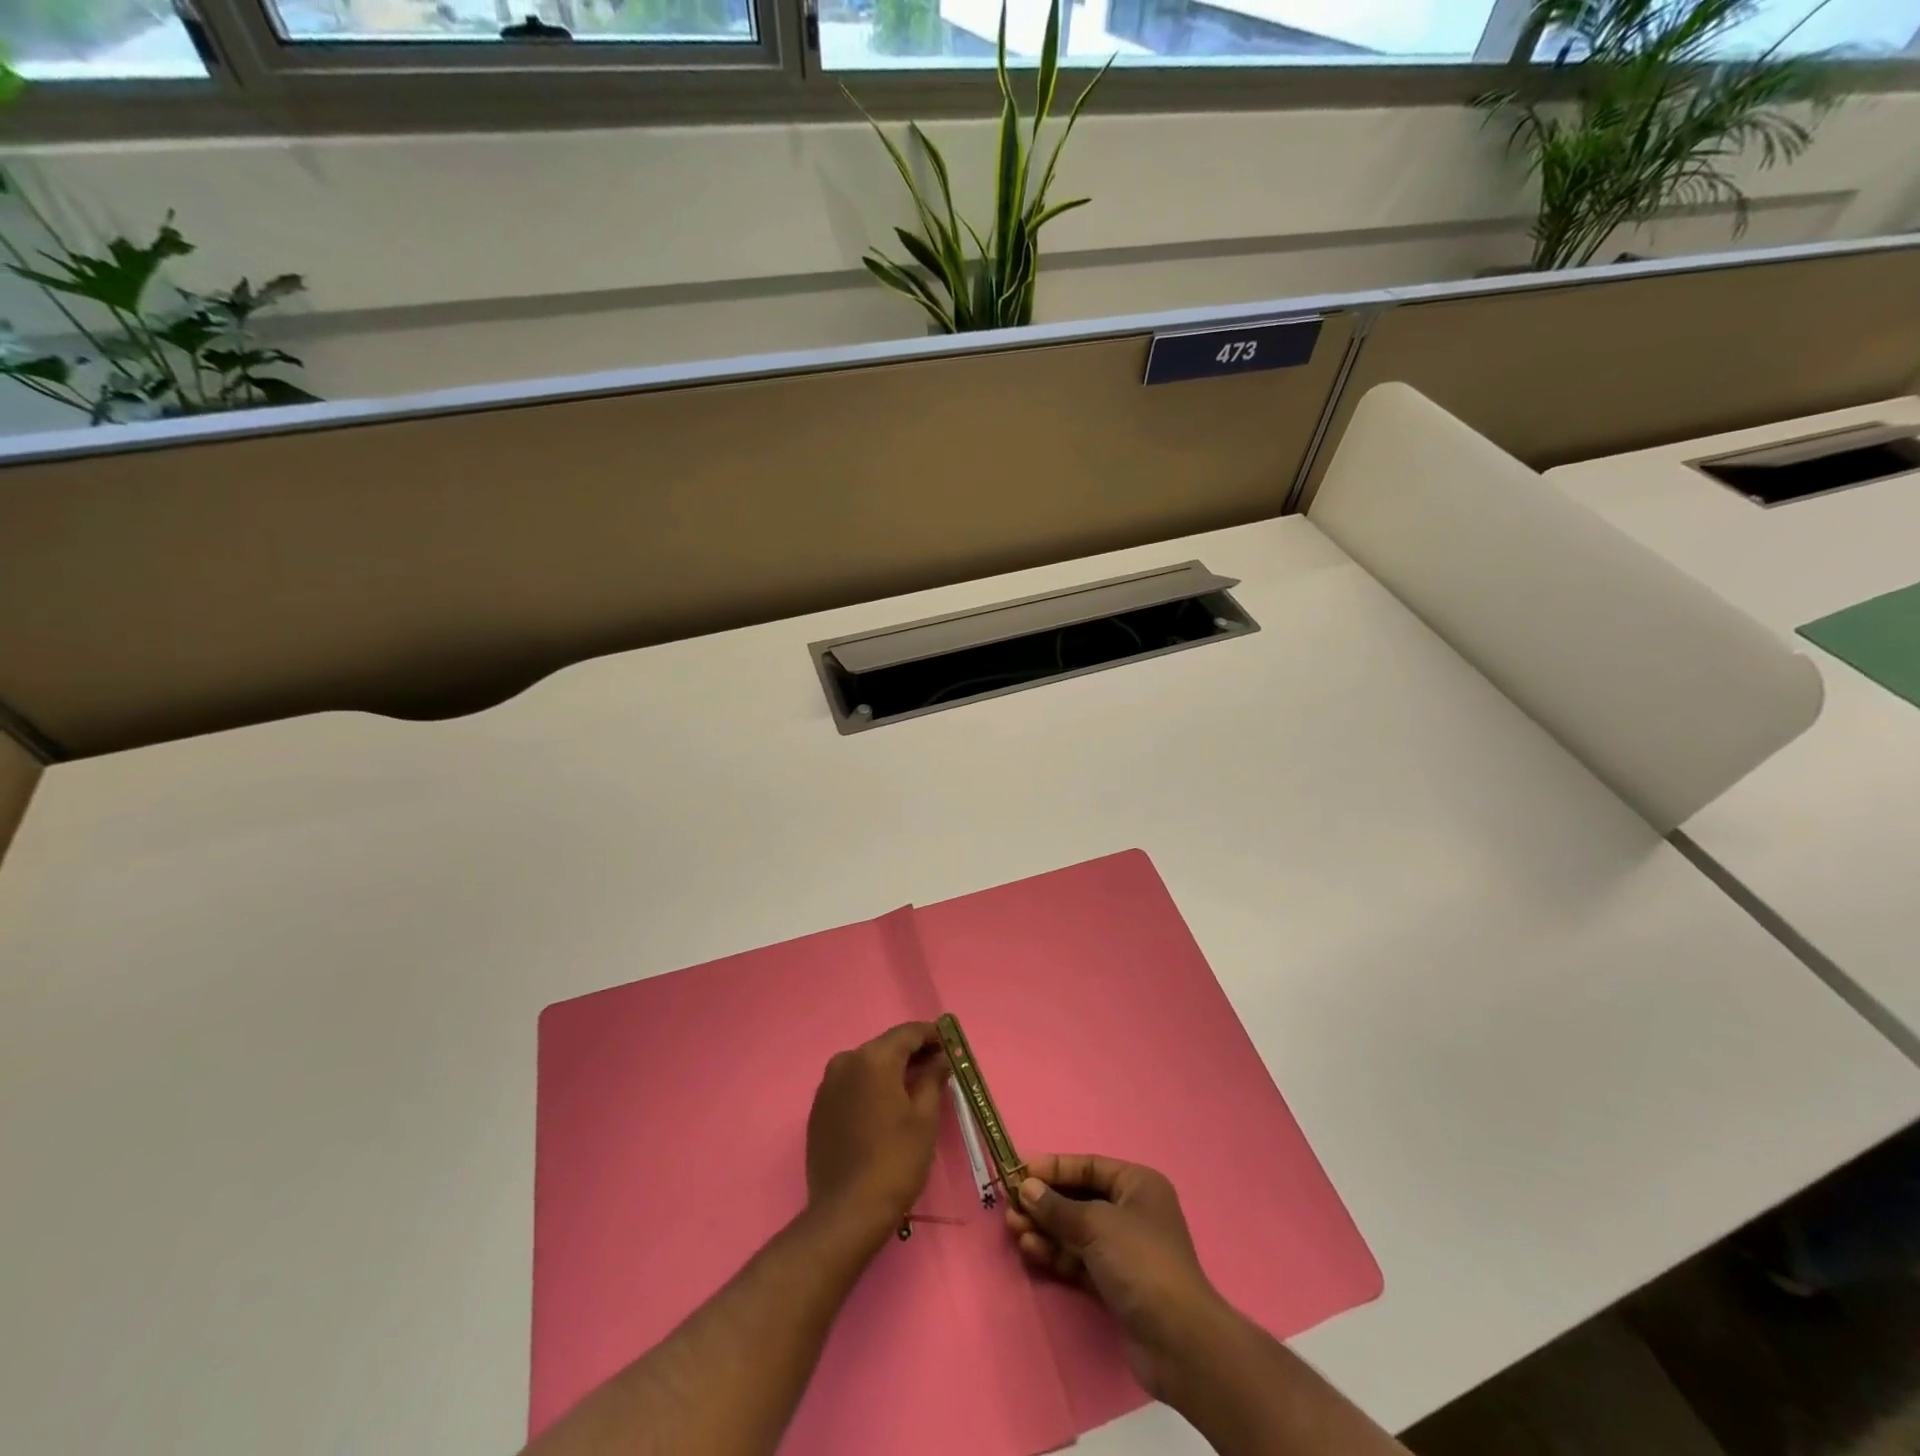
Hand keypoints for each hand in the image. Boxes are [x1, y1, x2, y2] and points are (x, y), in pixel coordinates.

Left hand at [804, 1022, 946, 1247]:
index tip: (949, 1045)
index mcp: (873, 1058)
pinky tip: (884, 1107)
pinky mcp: (818, 1109)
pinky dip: (869, 1088)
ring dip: (890, 1070)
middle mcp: (846, 1062)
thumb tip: (939, 1059)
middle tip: (936, 1066)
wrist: (846, 1213)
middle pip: (885, 1046)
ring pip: (866, 1065)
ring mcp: (827, 1085)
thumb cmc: (895, 1161)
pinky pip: (850, 1085)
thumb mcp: (924, 1118)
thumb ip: (932, 1078)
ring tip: (913, 1087)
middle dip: (911, 1053)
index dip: (931, 1035)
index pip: (908, 1033)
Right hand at [1007, 1153, 1230, 1400]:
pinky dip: (1056, 1253)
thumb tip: (1026, 1188)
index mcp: (1138, 1185)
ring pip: (1076, 1230)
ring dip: (1046, 1228)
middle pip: (1080, 1199)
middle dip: (1045, 1201)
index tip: (1020, 1171)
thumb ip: (1057, 1207)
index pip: (1089, 1166)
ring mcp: (1124, 1250)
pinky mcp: (1115, 1283)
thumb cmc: (1140, 1262)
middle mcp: (1133, 1212)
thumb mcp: (1096, 1225)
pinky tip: (1030, 1248)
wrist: (1178, 1341)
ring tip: (1013, 1227)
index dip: (1054, 1168)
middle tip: (1011, 1204)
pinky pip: (1079, 1259)